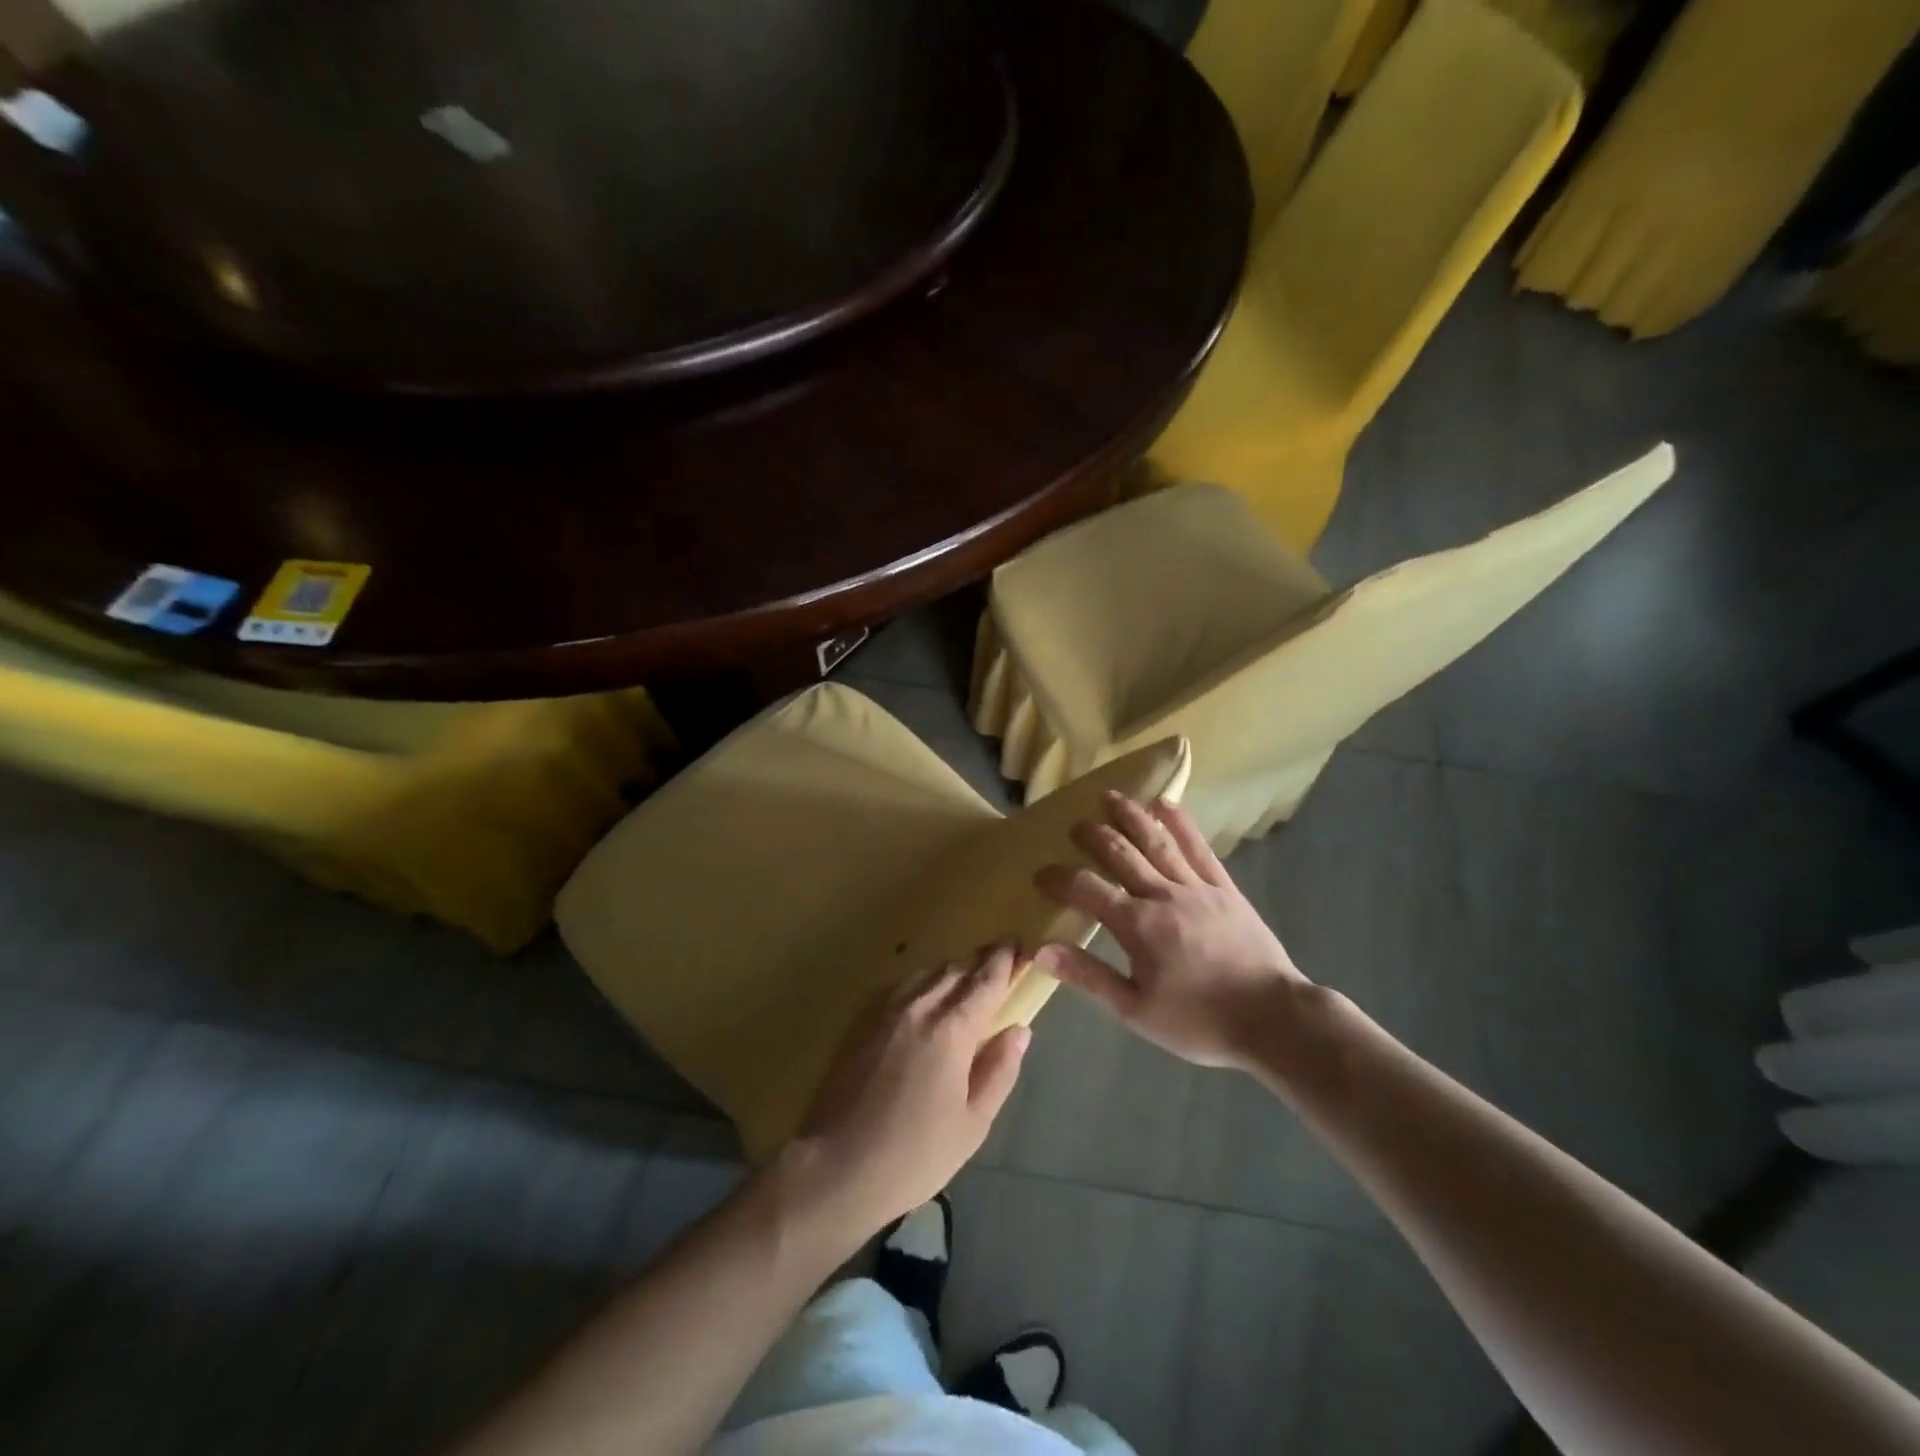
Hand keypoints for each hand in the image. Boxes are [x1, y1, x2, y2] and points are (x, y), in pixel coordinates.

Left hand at [791, 943, 1030, 1232]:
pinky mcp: (865, 1022)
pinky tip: (927, 998)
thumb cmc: (915, 1154)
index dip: (1005, 960)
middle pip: (956, 969)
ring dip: (952, 970)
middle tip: (1000, 958)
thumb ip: (999, 1070)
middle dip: (981, 960)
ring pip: (928, 973)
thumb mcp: (973, 1123)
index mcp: (952, 1029)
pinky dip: (925, 982)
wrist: (839, 1165)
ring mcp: (887, 1011)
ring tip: (967, 978)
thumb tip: (1019, 1031)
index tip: (1019, 944)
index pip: (986, 980)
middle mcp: (920, 1007)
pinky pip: (904, 987)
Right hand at [1032, 792, 1308, 1069]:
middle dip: (1093, 836)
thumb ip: (1088, 976)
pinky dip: (1181, 824)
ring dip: (1130, 815)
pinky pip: (1199, 848)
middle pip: (1121, 853)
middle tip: (1074, 825)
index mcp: (1137, 926)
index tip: (1041, 875)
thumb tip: (1040, 950)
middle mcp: (1162, 895)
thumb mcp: (1136, 1010)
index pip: (1087, 890)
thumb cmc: (1199, 1021)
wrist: (1274, 1019)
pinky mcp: (1224, 888)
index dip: (1060, 879)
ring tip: (1109, 796)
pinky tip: (1166, 804)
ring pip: (1157, 841)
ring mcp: (1197, 887)